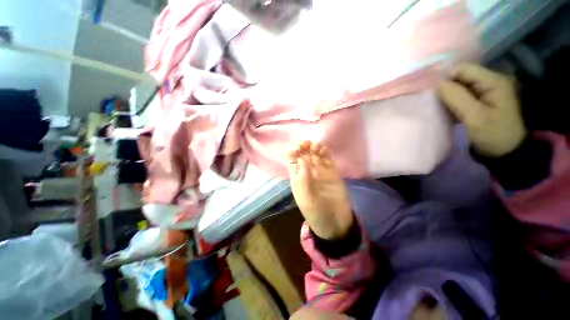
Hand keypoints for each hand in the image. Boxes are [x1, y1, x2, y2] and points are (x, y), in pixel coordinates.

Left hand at [287, 141, 353, 239]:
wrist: (335, 222)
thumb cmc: (316, 211)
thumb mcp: (306, 196)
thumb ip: (303, 177)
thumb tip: (301, 158)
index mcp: (297, 177)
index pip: (291, 159)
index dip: (293, 152)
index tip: (297, 150)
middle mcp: (307, 171)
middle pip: (303, 154)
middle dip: (303, 146)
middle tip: (307, 145)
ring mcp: (320, 170)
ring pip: (315, 154)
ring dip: (314, 147)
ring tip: (316, 148)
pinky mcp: (332, 171)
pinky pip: (327, 158)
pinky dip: (325, 151)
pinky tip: (324, 149)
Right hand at [438, 64, 526, 157]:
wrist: (507, 151)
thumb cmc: (493, 135)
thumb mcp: (474, 117)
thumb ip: (456, 97)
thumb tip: (437, 83)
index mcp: (494, 81)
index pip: (463, 69)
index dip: (446, 78)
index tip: (434, 94)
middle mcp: (492, 80)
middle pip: (462, 75)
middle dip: (447, 87)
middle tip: (437, 103)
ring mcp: (489, 90)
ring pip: (461, 85)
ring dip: (449, 95)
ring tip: (442, 107)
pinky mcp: (485, 98)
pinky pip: (464, 94)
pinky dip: (454, 100)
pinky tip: (450, 110)